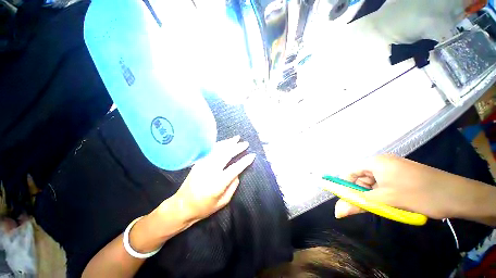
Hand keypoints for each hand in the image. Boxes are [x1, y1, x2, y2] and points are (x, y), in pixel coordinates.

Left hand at [166, 135, 255, 222]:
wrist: (182, 206)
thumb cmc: (204, 207)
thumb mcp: (223, 202)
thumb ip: (232, 187)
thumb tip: (237, 174)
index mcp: (218, 184)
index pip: (235, 168)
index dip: (244, 161)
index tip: (252, 155)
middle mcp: (210, 171)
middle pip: (226, 155)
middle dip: (237, 147)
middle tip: (245, 143)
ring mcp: (202, 165)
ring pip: (218, 150)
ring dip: (228, 143)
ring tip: (237, 138)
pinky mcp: (198, 163)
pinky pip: (210, 151)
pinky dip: (219, 145)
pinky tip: (224, 142)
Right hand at [334, 154, 483, 219]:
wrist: (457, 195)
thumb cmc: (419, 194)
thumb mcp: (386, 201)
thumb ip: (359, 204)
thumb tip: (337, 212)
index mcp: (375, 162)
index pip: (350, 171)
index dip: (346, 185)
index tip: (349, 200)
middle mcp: (382, 162)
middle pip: (361, 176)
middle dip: (362, 192)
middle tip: (370, 206)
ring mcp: (393, 168)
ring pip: (373, 182)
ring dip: (374, 194)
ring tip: (385, 206)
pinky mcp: (402, 174)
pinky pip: (384, 184)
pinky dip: (383, 194)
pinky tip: (393, 203)